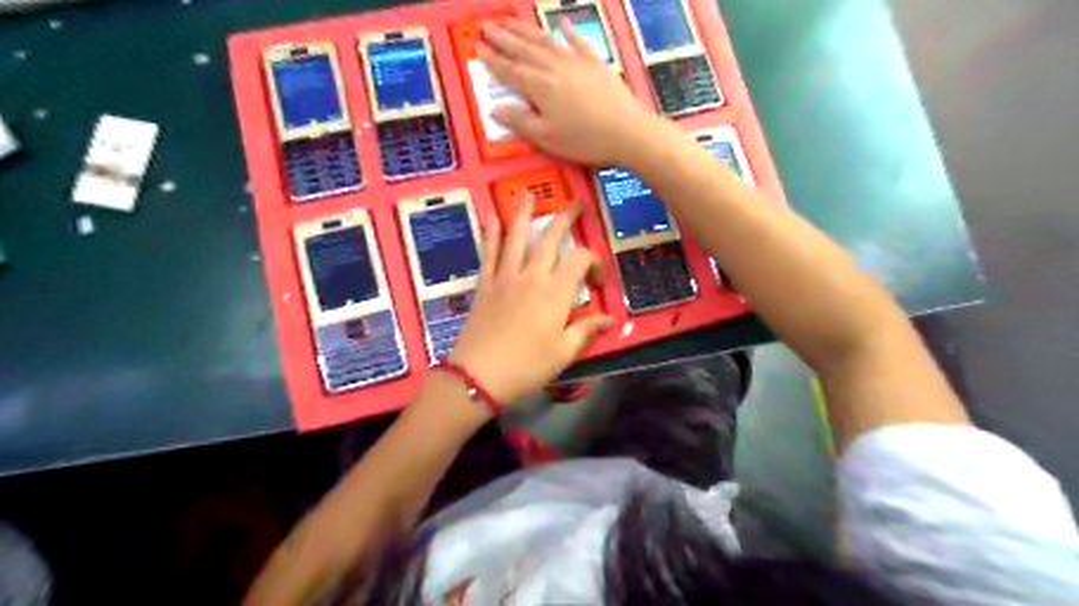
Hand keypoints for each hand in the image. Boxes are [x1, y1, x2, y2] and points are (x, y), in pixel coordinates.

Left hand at [447, 201, 613, 403]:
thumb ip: (586, 330)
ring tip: (527, 194)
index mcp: (556, 292)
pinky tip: (491, 218)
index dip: (594, 262)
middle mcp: (531, 276)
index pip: (580, 260)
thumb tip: (609, 319)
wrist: (479, 375)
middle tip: (573, 203)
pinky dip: (490, 233)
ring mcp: (505, 277)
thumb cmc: (527, 366)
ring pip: (516, 237)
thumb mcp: (564, 352)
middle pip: (549, 238)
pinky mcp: (485, 284)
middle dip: (564, 218)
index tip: (598, 280)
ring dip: (522, 213)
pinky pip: (488, 253)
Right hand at [481, 20, 665, 164]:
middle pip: (524, 50)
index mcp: (539, 88)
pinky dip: (568, 31)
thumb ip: (520, 122)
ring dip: (526, 31)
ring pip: (546, 41)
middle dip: (503, 38)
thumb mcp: (547, 138)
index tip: (477, 47)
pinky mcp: (596, 64)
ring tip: (510, 21)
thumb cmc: (584, 141)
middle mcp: (554, 69)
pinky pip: (578, 42)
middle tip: (486, 26)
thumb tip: (495, 109)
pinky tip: (561, 22)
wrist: (627, 132)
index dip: (493, 60)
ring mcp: (576, 63)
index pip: (510, 71)